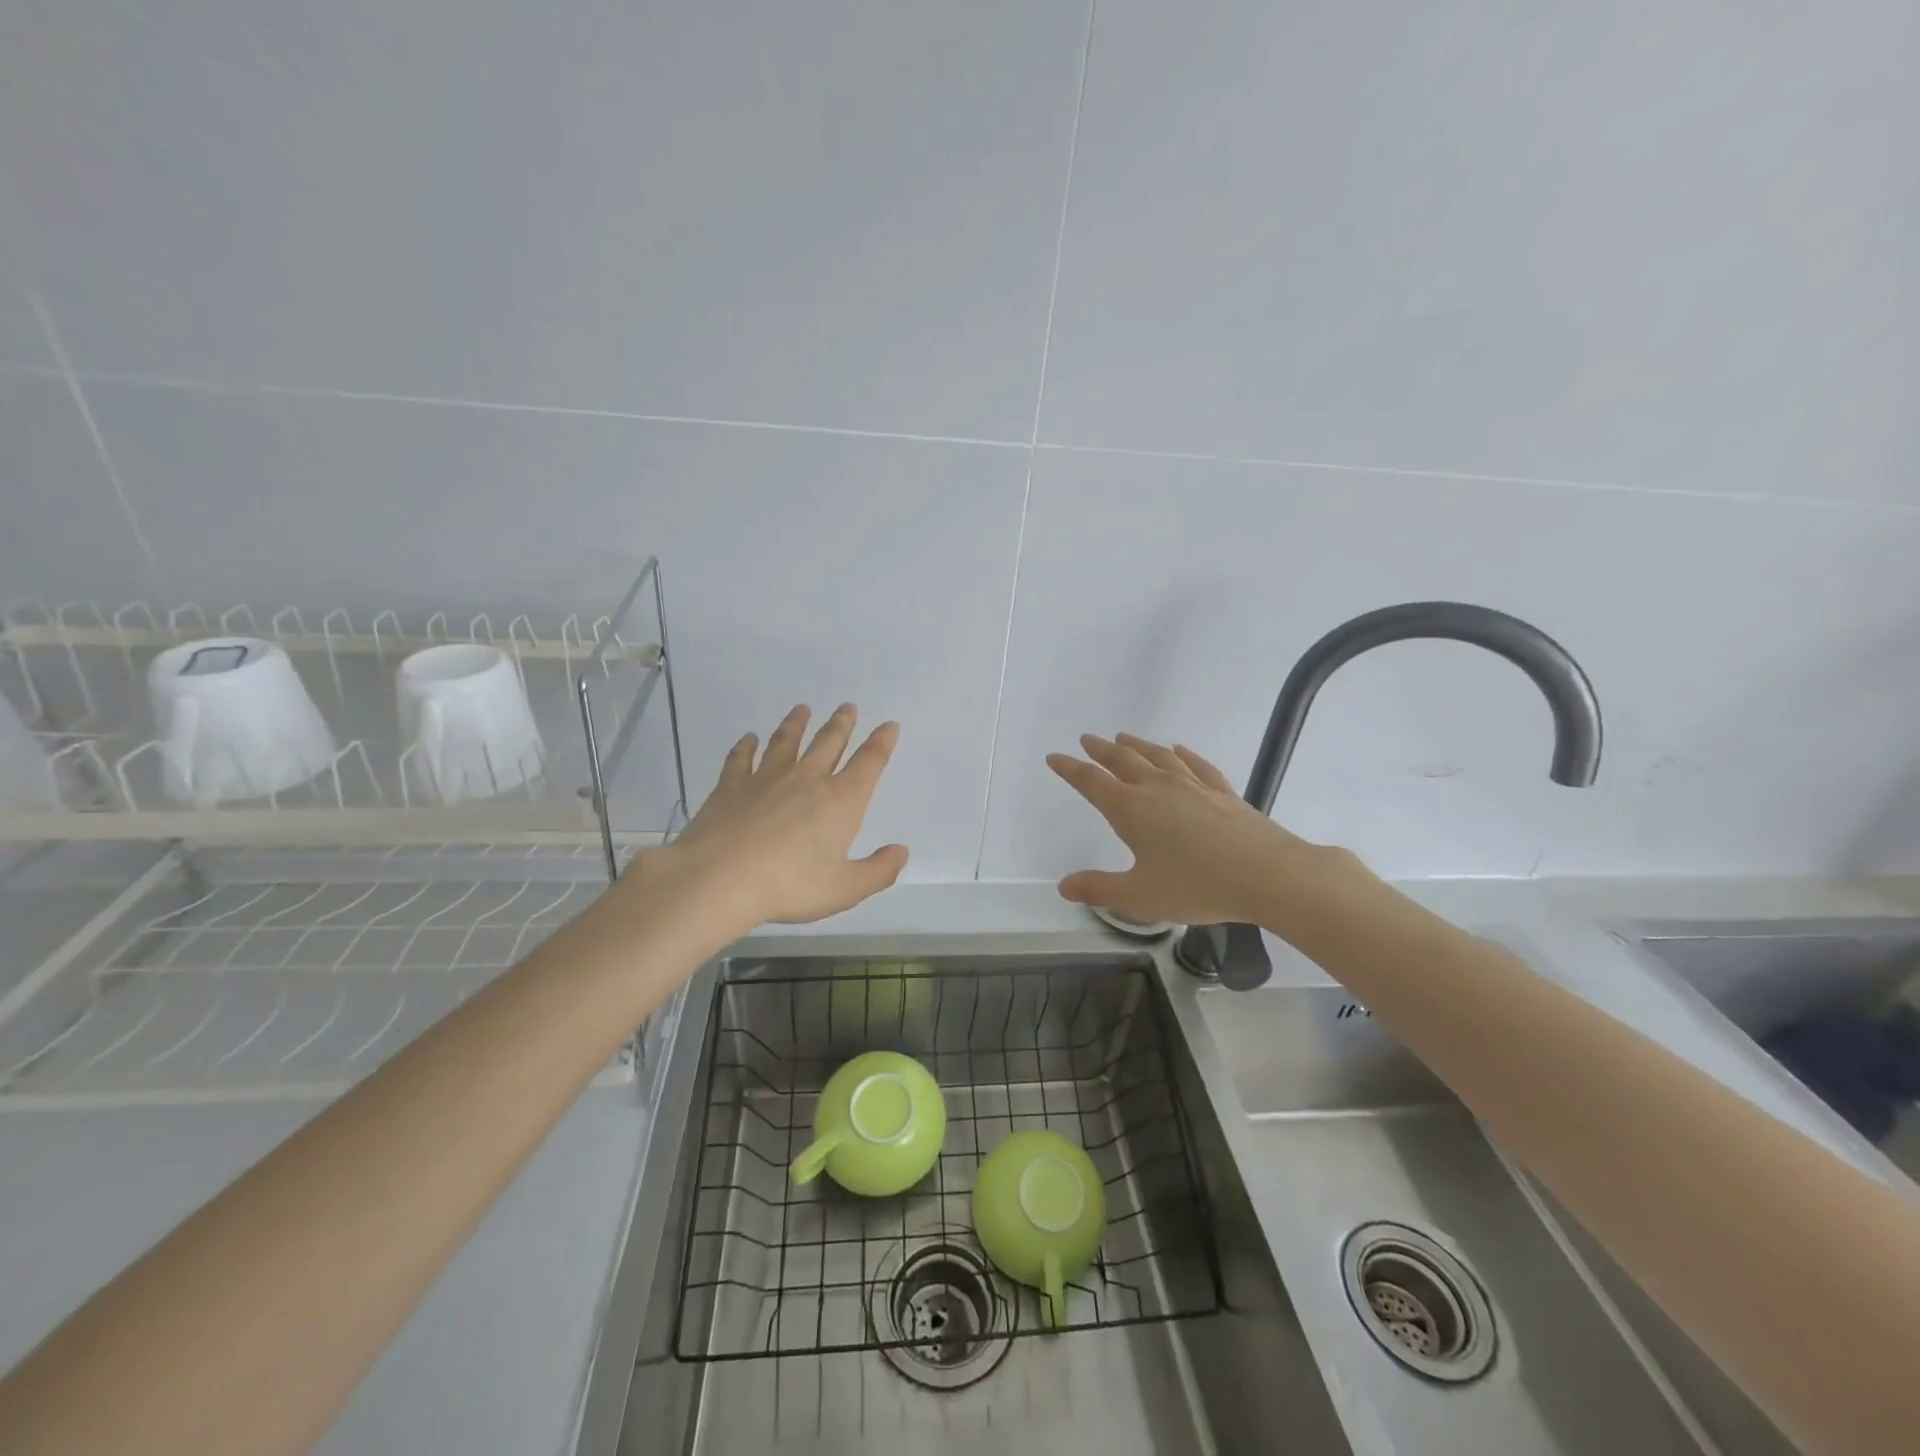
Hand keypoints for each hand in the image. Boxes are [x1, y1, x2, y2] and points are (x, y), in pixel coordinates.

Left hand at [645, 703, 908, 929]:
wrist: (720, 879)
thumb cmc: (790, 885)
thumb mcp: (845, 889)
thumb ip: (878, 871)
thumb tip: (900, 851)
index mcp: (841, 801)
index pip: (869, 763)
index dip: (882, 743)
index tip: (889, 725)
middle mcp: (807, 779)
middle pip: (828, 743)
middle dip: (841, 724)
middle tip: (848, 707)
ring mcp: (766, 778)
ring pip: (786, 742)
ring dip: (796, 724)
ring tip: (802, 710)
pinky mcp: (731, 786)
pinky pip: (740, 758)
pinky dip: (746, 746)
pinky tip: (748, 739)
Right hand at [1046, 733, 1316, 926]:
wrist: (1267, 874)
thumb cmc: (1197, 886)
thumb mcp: (1140, 896)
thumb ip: (1099, 889)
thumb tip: (1064, 886)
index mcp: (1131, 810)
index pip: (1092, 783)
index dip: (1070, 769)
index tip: (1055, 757)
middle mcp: (1158, 788)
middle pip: (1123, 761)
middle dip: (1101, 751)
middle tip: (1087, 740)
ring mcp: (1193, 786)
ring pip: (1158, 757)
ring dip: (1137, 746)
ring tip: (1123, 737)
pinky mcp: (1222, 791)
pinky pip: (1197, 765)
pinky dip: (1183, 754)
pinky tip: (1179, 749)